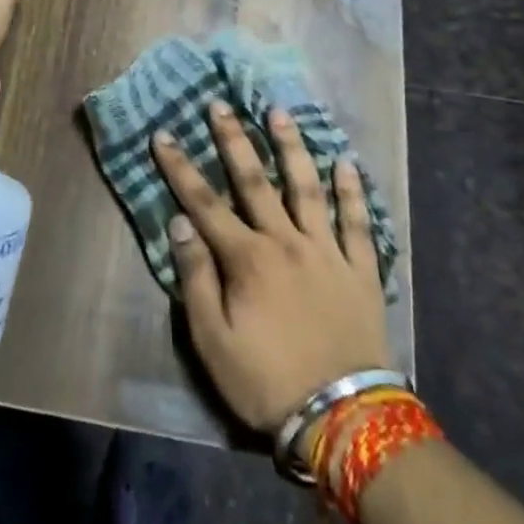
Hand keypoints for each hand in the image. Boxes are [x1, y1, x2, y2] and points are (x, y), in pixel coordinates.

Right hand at [152, 101, 390, 434]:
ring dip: (291, 147)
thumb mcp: (213, 342)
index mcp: (247, 258)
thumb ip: (196, 278)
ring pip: (307, 187)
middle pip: (254, 181)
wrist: (344, 419)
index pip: (204, 202)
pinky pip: (356, 222)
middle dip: (233, 139)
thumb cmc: (267, 381)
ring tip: (279, 112)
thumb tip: (179, 222)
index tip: (163, 135)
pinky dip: (351, 191)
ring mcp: (327, 251)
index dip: (180, 167)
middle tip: (220, 104)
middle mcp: (286, 241)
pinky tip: (346, 162)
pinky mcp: (360, 269)